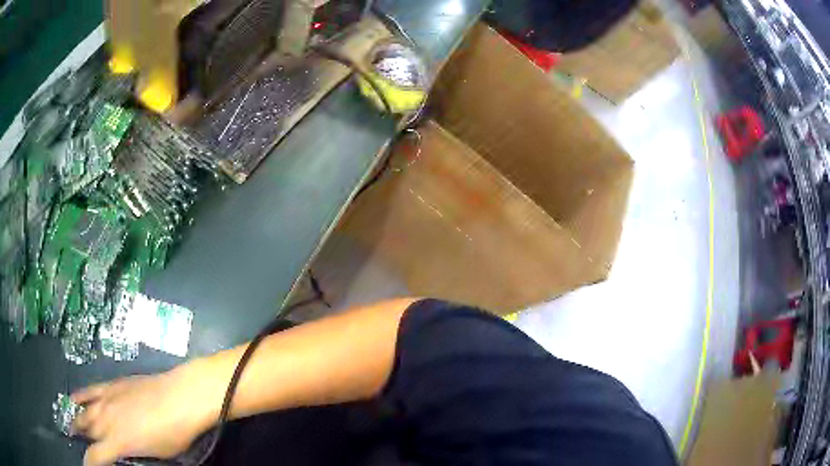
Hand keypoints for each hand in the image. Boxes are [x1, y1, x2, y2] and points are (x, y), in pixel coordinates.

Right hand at [71, 368, 216, 465]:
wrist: (180, 396)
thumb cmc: (172, 432)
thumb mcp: (155, 454)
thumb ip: (134, 454)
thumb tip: (124, 455)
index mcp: (117, 441)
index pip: (96, 456)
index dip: (90, 463)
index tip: (85, 465)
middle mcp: (105, 419)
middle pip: (86, 429)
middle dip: (79, 436)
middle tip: (73, 438)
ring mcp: (106, 398)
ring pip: (85, 409)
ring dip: (77, 417)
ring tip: (71, 422)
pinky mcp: (112, 384)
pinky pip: (91, 390)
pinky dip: (80, 395)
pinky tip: (74, 397)